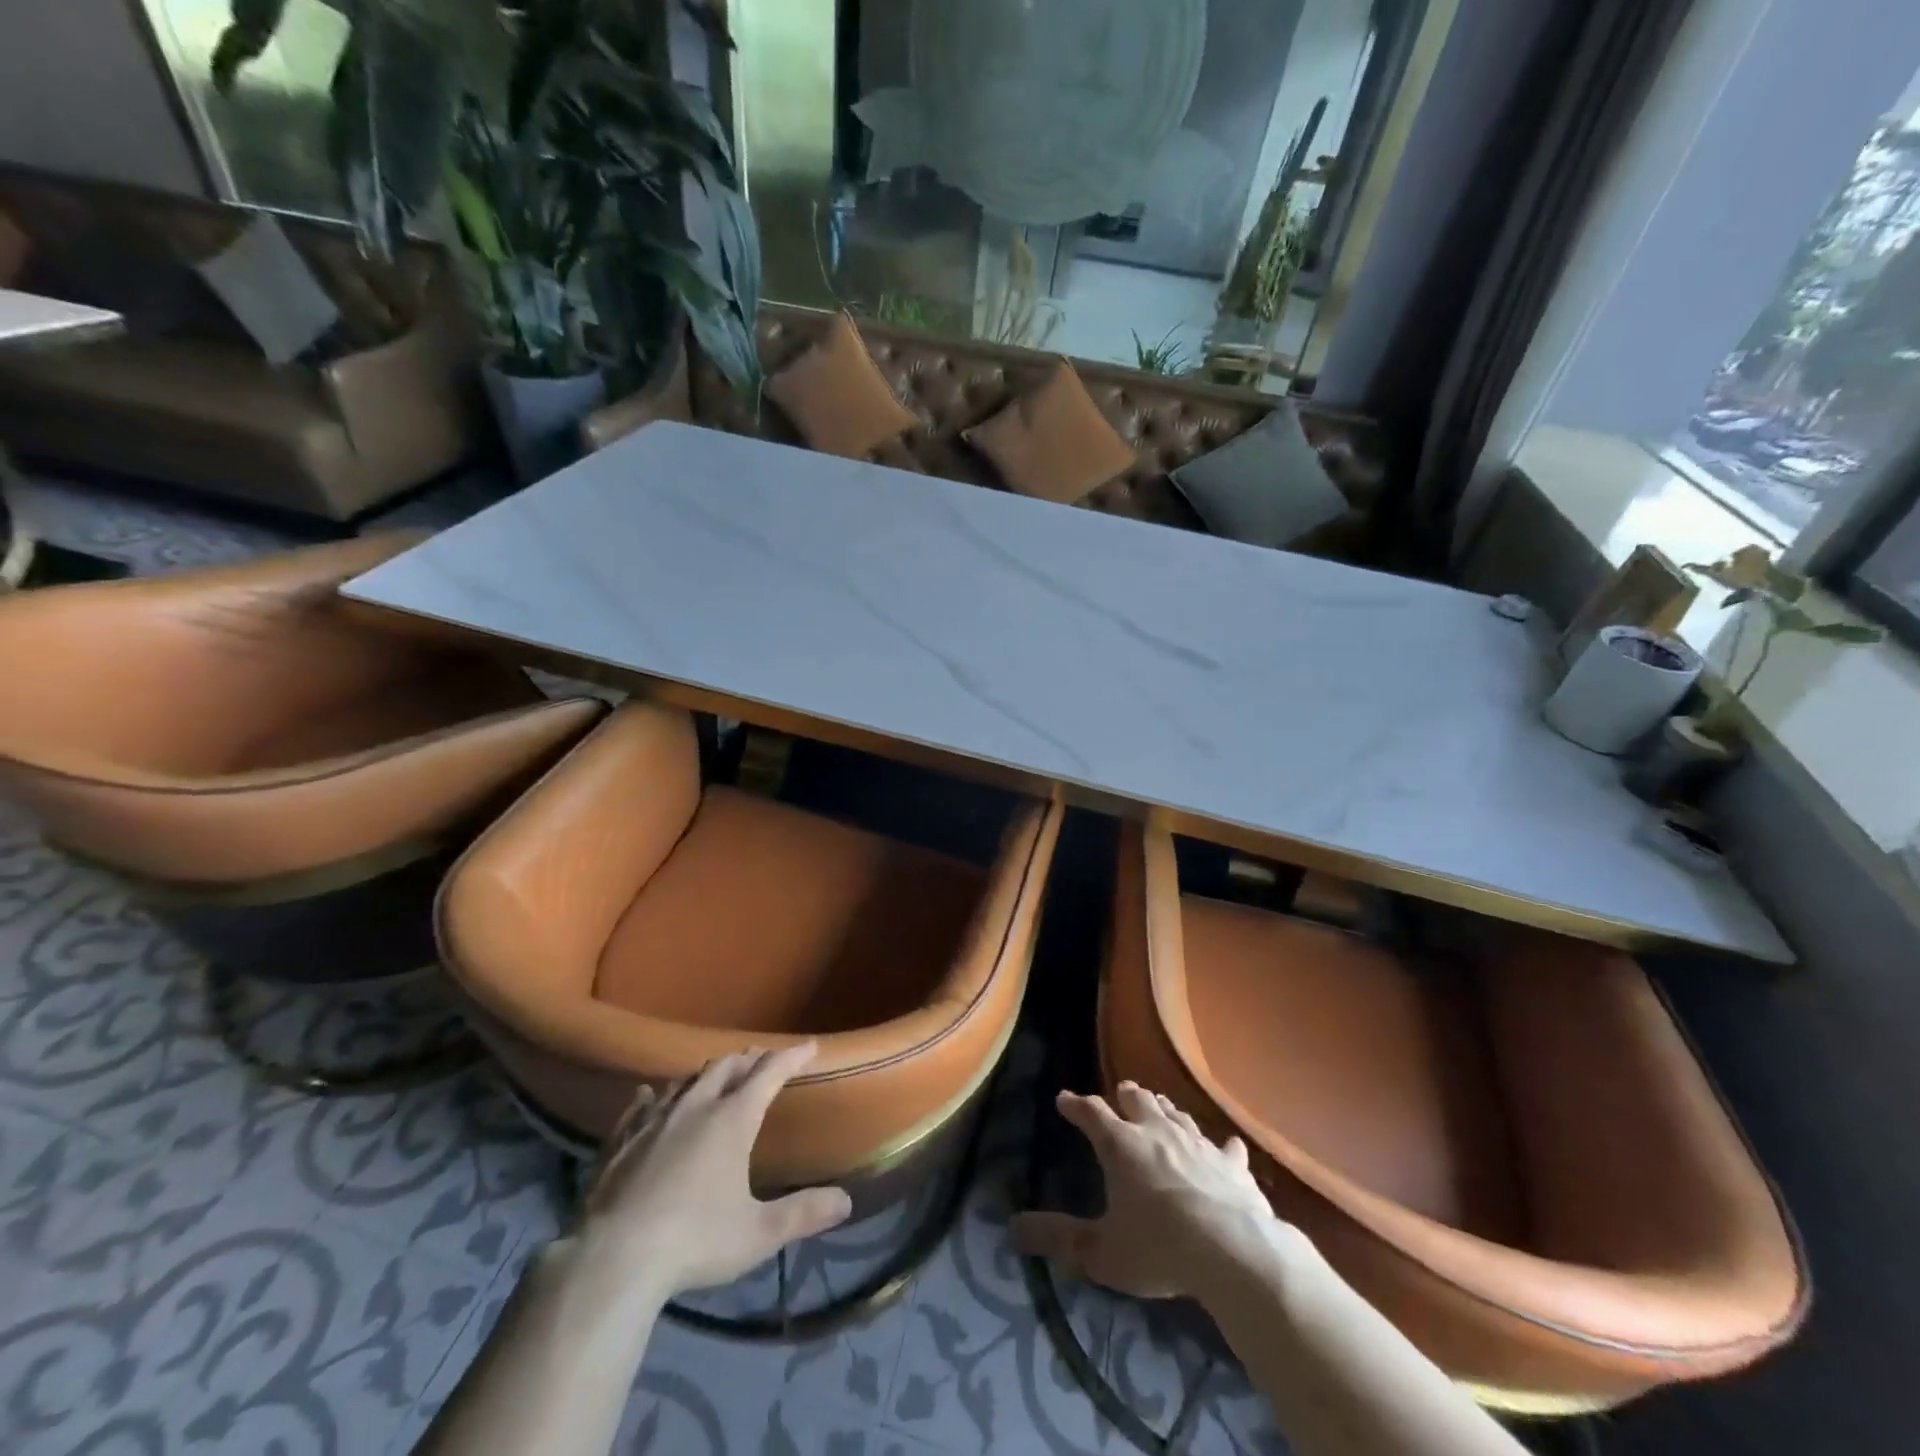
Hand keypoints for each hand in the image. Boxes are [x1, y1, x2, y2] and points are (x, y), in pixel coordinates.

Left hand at [576, 1043, 852, 1300]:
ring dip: (705, 1075)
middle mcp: (694, 1108)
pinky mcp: (619, 1143)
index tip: (809, 1047)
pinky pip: (639, 1107)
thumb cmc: (694, 1241)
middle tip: (761, 1061)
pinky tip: (648, 1095)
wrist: (612, 1261)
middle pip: (725, 1068)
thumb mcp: (758, 1234)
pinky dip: (653, 1096)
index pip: (769, 1073)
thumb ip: (803, 1213)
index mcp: (732, 1120)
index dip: (791, 1057)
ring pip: (684, 1082)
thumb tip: (846, 1201)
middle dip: (748, 1060)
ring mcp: (653, 1122)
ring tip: (715, 1078)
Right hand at [1011, 1081, 1292, 1301]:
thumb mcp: (1100, 1251)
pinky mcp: (1232, 1164)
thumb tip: (1013, 1227)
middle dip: (1126, 1096)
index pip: (1092, 1113)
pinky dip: (1222, 1146)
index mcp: (1121, 1145)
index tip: (1064, 1099)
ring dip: (1165, 1110)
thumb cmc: (1159, 1248)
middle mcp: (1157, 1132)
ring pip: (1178, 1115)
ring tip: (1160, 1106)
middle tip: (1120, 1093)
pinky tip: (1227, 1144)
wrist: (1234, 1252)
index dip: (1076, 1105)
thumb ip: (1058, 1238)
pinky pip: (1226, 1148)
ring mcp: (1198, 1143)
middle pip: (1139, 1101)